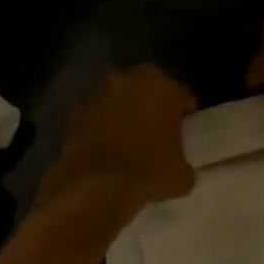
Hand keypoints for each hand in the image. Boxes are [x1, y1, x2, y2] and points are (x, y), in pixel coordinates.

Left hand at [40, 65, 197, 213]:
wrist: (96, 183)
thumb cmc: (148, 171)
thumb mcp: (181, 176)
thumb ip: (184, 166)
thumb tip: (180, 171)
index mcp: (164, 88)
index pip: (182, 95)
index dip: (186, 113)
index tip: (186, 129)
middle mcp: (130, 80)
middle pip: (148, 87)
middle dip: (153, 104)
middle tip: (157, 128)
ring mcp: (100, 93)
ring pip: (119, 98)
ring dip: (124, 111)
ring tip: (129, 138)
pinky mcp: (77, 111)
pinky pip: (96, 115)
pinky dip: (101, 125)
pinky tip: (105, 147)